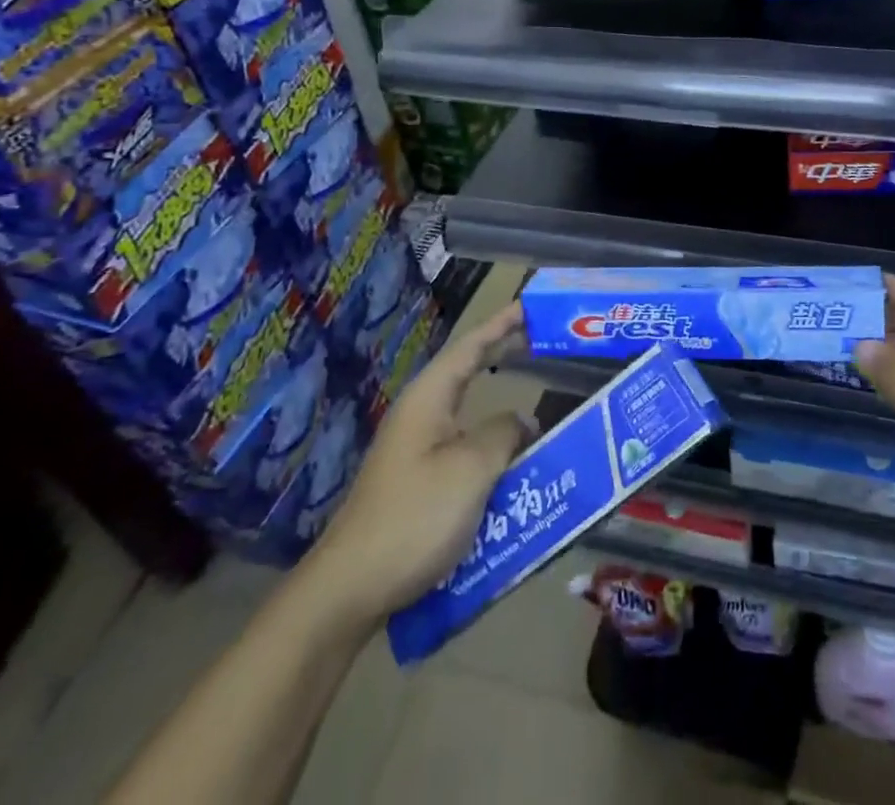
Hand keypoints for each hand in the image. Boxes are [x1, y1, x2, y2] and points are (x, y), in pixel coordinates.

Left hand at [306, 303, 533, 621]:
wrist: (350, 589)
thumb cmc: (414, 517)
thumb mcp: (472, 469)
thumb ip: (504, 434)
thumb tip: (522, 422)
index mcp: (429, 399)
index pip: (471, 346)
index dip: (502, 324)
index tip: (532, 306)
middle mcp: (421, 417)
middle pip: (468, 374)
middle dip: (504, 358)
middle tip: (544, 345)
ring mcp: (416, 452)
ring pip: (470, 420)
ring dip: (503, 418)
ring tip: (539, 416)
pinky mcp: (418, 485)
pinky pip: (465, 454)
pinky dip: (493, 452)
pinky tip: (513, 472)